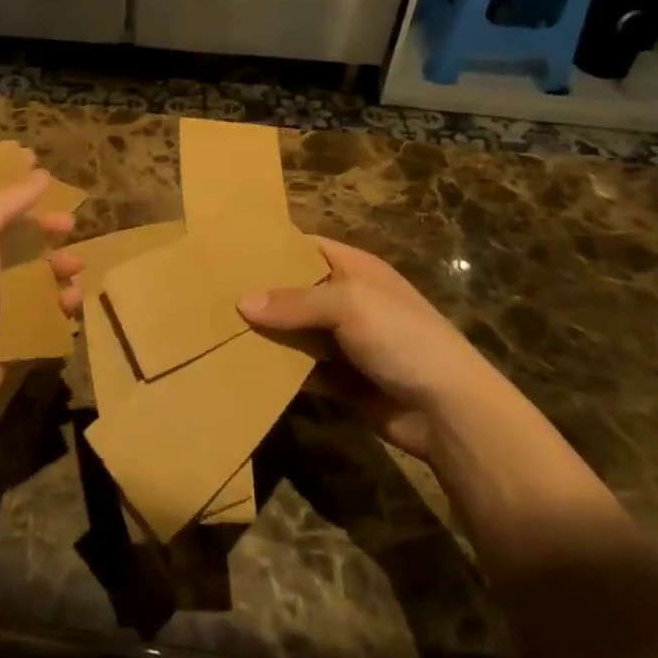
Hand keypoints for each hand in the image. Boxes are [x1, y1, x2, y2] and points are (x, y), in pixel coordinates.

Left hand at [0, 167, 81, 429]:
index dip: (7, 178)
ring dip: (58, 266)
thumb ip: (7, 200)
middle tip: (68, 221)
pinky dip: (60, 304)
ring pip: (34, 274)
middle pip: (15, 235)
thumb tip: (39, 173)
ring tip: (75, 265)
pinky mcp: (10, 333)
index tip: (35, 159)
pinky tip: (71, 301)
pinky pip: (43, 312)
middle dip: (43, 226)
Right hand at [238, 237, 492, 461]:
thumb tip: (241, 302)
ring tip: (214, 326)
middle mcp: (347, 300)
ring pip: (293, 330)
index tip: (228, 248)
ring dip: (264, 332)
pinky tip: (240, 365)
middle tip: (209, 290)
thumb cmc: (403, 339)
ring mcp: (343, 341)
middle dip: (259, 292)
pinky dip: (276, 368)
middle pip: (294, 289)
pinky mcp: (338, 379)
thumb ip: (295, 301)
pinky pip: (299, 367)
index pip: (306, 246)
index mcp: (356, 269)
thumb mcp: (349, 305)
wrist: (447, 412)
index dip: (272, 246)